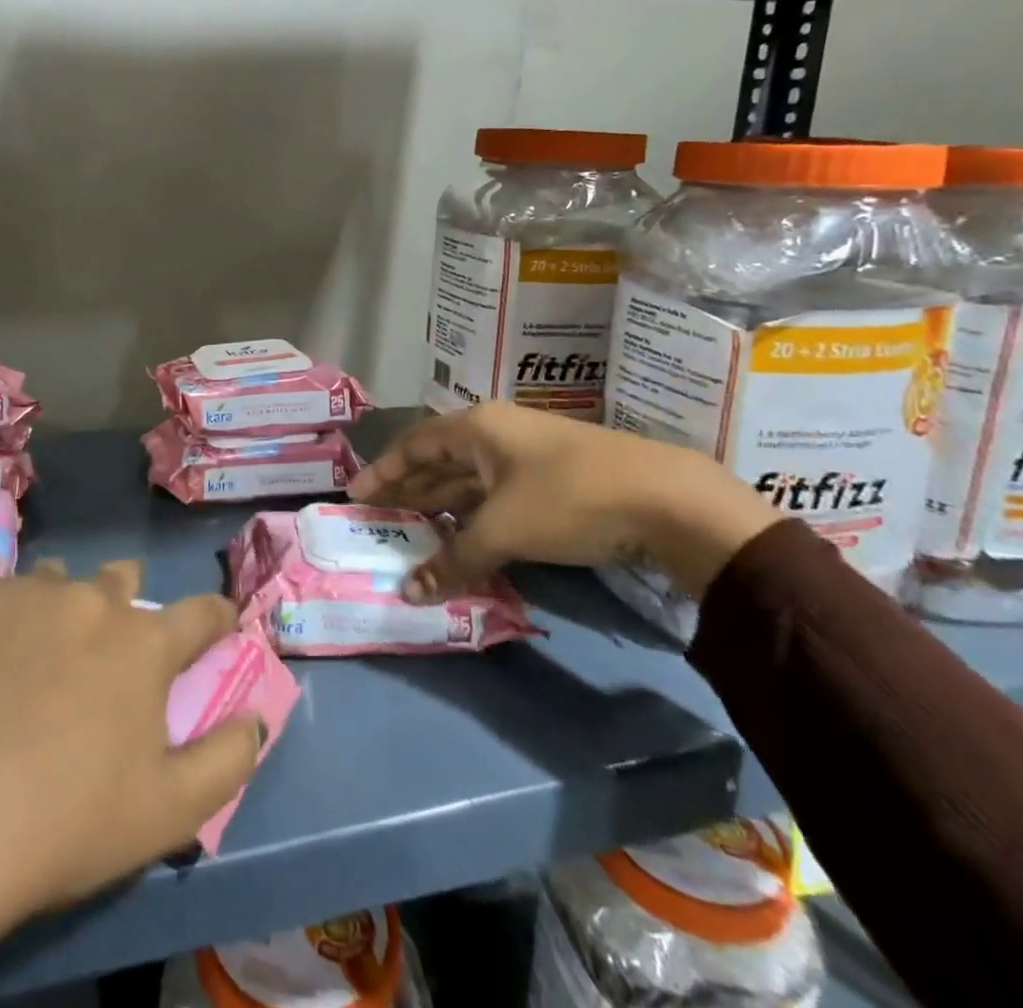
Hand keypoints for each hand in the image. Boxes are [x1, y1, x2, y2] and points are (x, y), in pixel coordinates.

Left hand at [0, 493, 262, 1007]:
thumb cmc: (65, 824)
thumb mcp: (169, 813)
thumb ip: (227, 760)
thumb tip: (258, 718)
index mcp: (146, 645)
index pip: (200, 615)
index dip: (216, 618)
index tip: (220, 623)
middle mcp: (94, 602)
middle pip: (122, 581)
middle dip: (125, 602)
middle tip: (109, 646)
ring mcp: (29, 592)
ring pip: (55, 574)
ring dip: (60, 595)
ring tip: (40, 629)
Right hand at [347, 403, 780, 599]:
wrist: (668, 500)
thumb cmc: (569, 498)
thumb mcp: (504, 529)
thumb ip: (454, 559)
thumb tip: (409, 593)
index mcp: (477, 428)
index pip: (413, 445)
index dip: (382, 471)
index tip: (354, 496)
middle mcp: (497, 434)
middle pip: (438, 461)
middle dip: (408, 490)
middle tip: (377, 519)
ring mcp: (527, 456)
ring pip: (469, 480)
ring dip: (441, 506)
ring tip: (411, 532)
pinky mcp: (554, 481)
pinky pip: (496, 496)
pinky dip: (474, 517)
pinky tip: (464, 539)